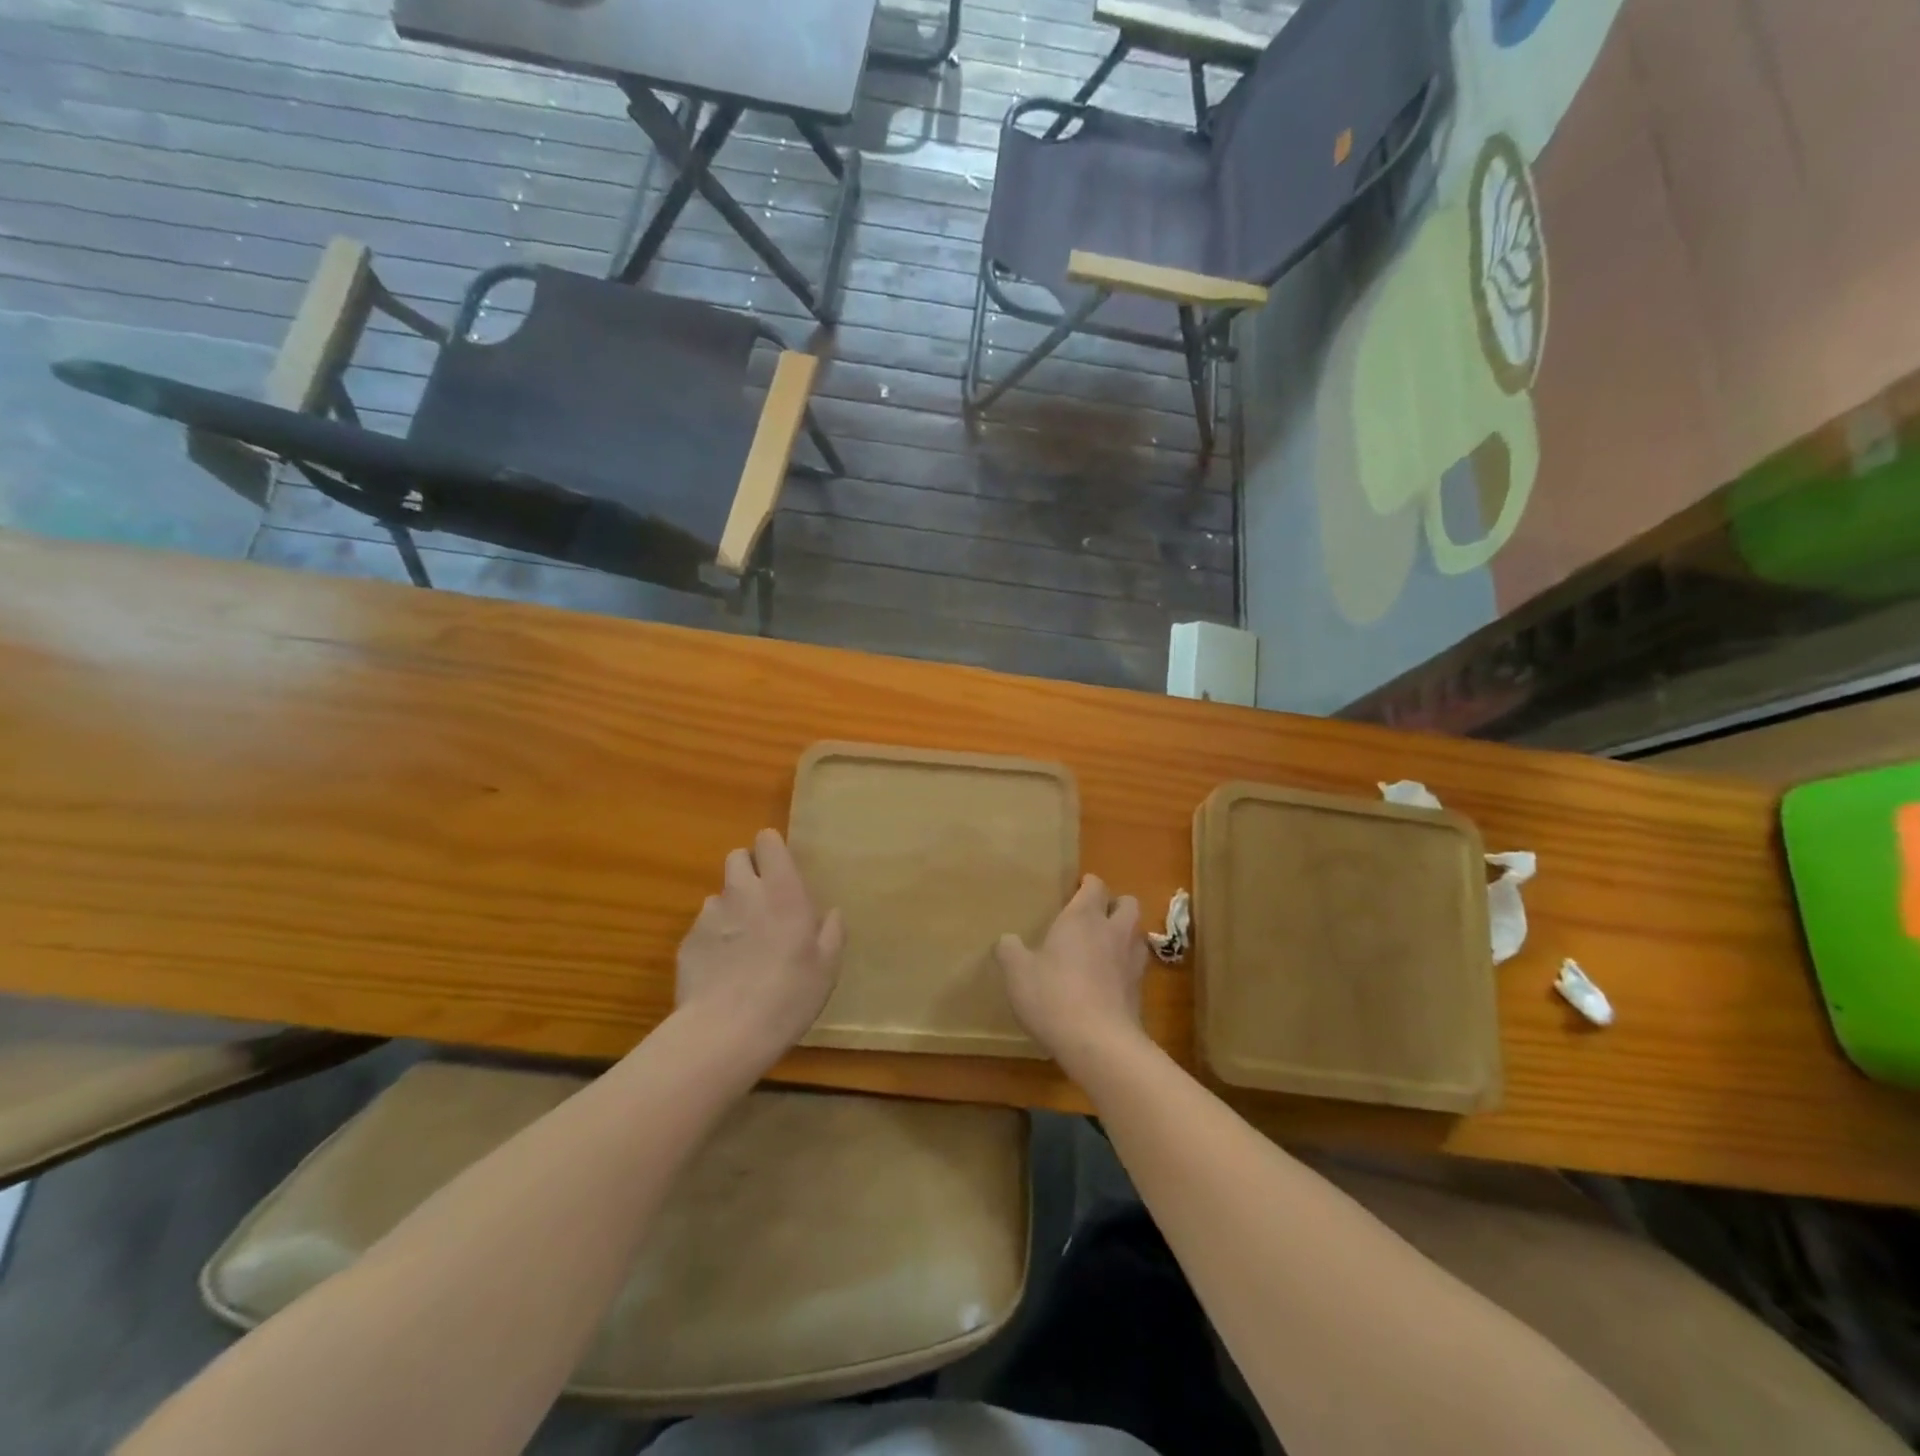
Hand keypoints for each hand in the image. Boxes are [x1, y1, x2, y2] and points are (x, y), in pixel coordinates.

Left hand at [675, 828, 844, 1070]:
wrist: (725, 1033)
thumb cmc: (788, 994)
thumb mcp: (827, 967)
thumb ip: (831, 932)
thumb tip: (831, 914)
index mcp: (781, 890)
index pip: (767, 841)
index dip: (772, 850)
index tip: (781, 868)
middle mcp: (742, 892)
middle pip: (737, 858)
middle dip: (748, 871)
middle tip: (763, 902)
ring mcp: (710, 915)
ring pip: (719, 896)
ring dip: (731, 909)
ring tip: (742, 945)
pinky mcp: (687, 942)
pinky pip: (703, 929)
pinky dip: (713, 940)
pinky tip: (722, 971)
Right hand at [997, 874, 1148, 1075]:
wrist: (1099, 1043)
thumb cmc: (1053, 996)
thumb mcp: (1017, 972)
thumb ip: (1010, 950)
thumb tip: (1007, 940)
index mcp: (1083, 917)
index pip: (1096, 886)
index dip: (1087, 884)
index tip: (1076, 888)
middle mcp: (1113, 931)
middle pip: (1128, 903)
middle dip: (1115, 904)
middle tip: (1094, 917)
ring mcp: (1132, 961)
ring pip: (1138, 934)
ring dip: (1125, 934)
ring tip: (1105, 947)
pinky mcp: (1140, 991)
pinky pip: (1138, 966)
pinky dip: (1127, 966)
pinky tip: (1109, 980)